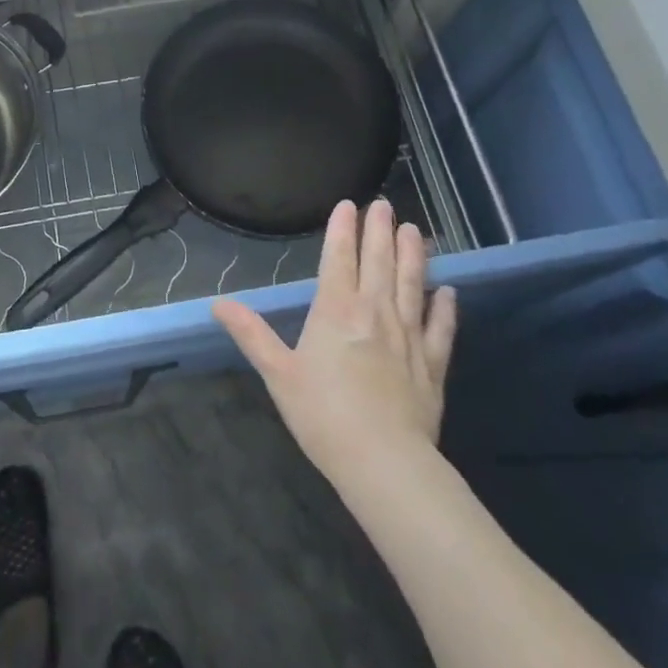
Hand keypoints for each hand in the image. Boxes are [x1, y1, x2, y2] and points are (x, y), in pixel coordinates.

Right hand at [213, 199, 456, 488]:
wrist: (384, 462)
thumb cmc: (322, 415)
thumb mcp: (278, 373)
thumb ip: (251, 333)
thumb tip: (218, 303)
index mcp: (336, 311)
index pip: (339, 258)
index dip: (343, 229)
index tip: (349, 205)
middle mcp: (375, 312)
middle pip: (379, 262)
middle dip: (380, 231)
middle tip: (385, 205)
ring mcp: (409, 336)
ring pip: (412, 284)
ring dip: (413, 255)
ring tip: (416, 231)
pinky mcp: (433, 364)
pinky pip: (441, 328)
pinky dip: (445, 308)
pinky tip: (449, 292)